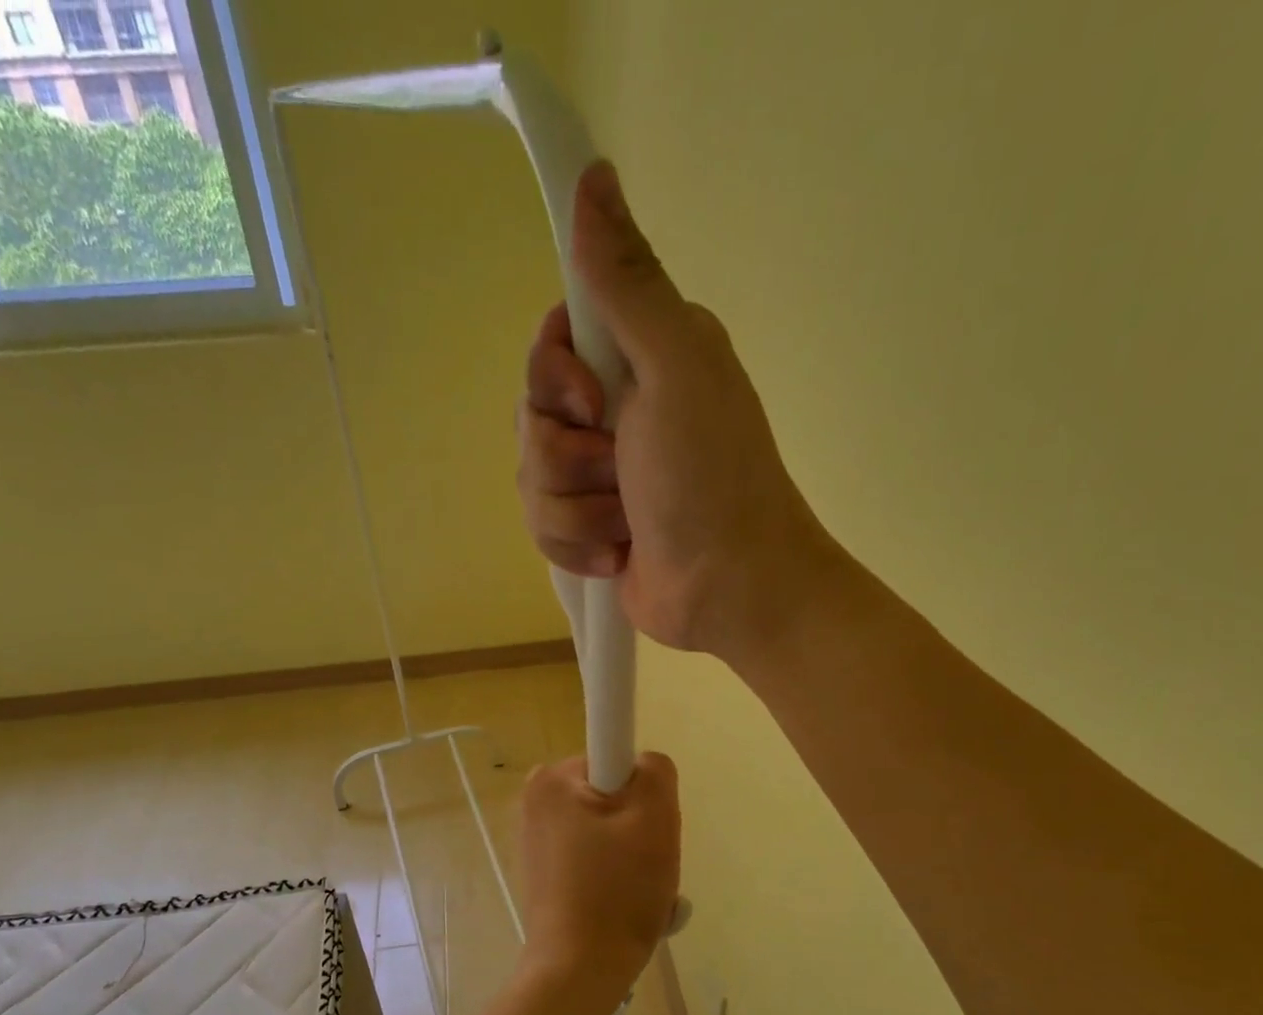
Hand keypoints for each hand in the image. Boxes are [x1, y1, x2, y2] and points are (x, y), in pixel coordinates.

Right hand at [517, 162, 837, 664]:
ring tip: (626, 525)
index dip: (553, 376)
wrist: (731, 590)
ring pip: (532, 479)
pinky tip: (618, 556)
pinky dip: (577, 546)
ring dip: (576, 510)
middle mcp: (618, 411)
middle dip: (568, 456)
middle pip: (532, 416)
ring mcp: (602, 477)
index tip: (592, 401)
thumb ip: (628, 284)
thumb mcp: (675, 367)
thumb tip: (593, 176)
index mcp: (640, 359)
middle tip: (620, 472)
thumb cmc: (712, 478)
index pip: (550, 343)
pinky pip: (542, 526)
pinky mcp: (590, 529)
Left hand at [518, 753, 680, 1014]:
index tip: (645, 829)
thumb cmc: (617, 891)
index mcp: (552, 778)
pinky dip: (615, 872)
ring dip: (633, 853)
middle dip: (640, 826)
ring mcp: (536, 836)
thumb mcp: (655, 818)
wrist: (579, 971)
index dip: (644, 792)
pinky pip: (594, 854)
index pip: (618, 757)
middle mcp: (535, 798)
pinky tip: (621, 903)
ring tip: (638, 890)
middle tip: (648, 864)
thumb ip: (656, 770)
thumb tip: (644, 766)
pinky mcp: (543, 868)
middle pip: (614, 794)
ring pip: (609, 827)